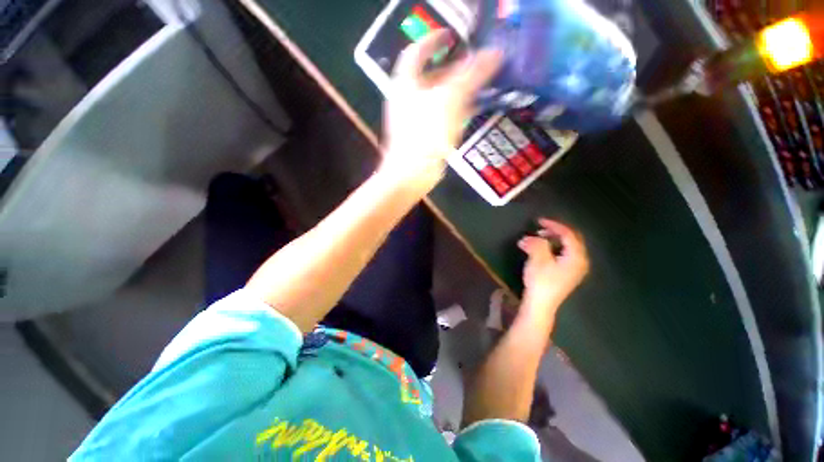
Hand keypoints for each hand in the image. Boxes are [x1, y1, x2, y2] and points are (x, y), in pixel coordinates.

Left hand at [381, 30, 502, 190]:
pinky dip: (456, 110)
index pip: (417, 52)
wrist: (412, 174)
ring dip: (458, 89)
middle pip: (430, 76)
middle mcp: (408, 99)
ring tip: (480, 84)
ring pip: (438, 97)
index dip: (434, 40)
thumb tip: (494, 53)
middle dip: (453, 67)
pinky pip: (441, 117)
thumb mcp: (450, 99)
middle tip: (476, 63)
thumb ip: (471, 75)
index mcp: (406, 83)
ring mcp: (415, 120)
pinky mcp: (423, 136)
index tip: (453, 36)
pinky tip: (471, 110)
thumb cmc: (426, 134)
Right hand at [517, 219, 589, 319]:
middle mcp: (580, 261)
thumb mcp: (538, 259)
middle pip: (570, 240)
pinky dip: (551, 248)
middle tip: (539, 229)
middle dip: (554, 232)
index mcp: (576, 257)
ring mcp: (574, 269)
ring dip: (551, 240)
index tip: (539, 221)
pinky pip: (562, 255)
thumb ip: (537, 243)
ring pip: (565, 247)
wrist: (541, 304)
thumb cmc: (541, 281)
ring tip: (536, 240)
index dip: (554, 225)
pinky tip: (540, 251)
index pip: (568, 234)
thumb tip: (530, 237)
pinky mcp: (566, 274)